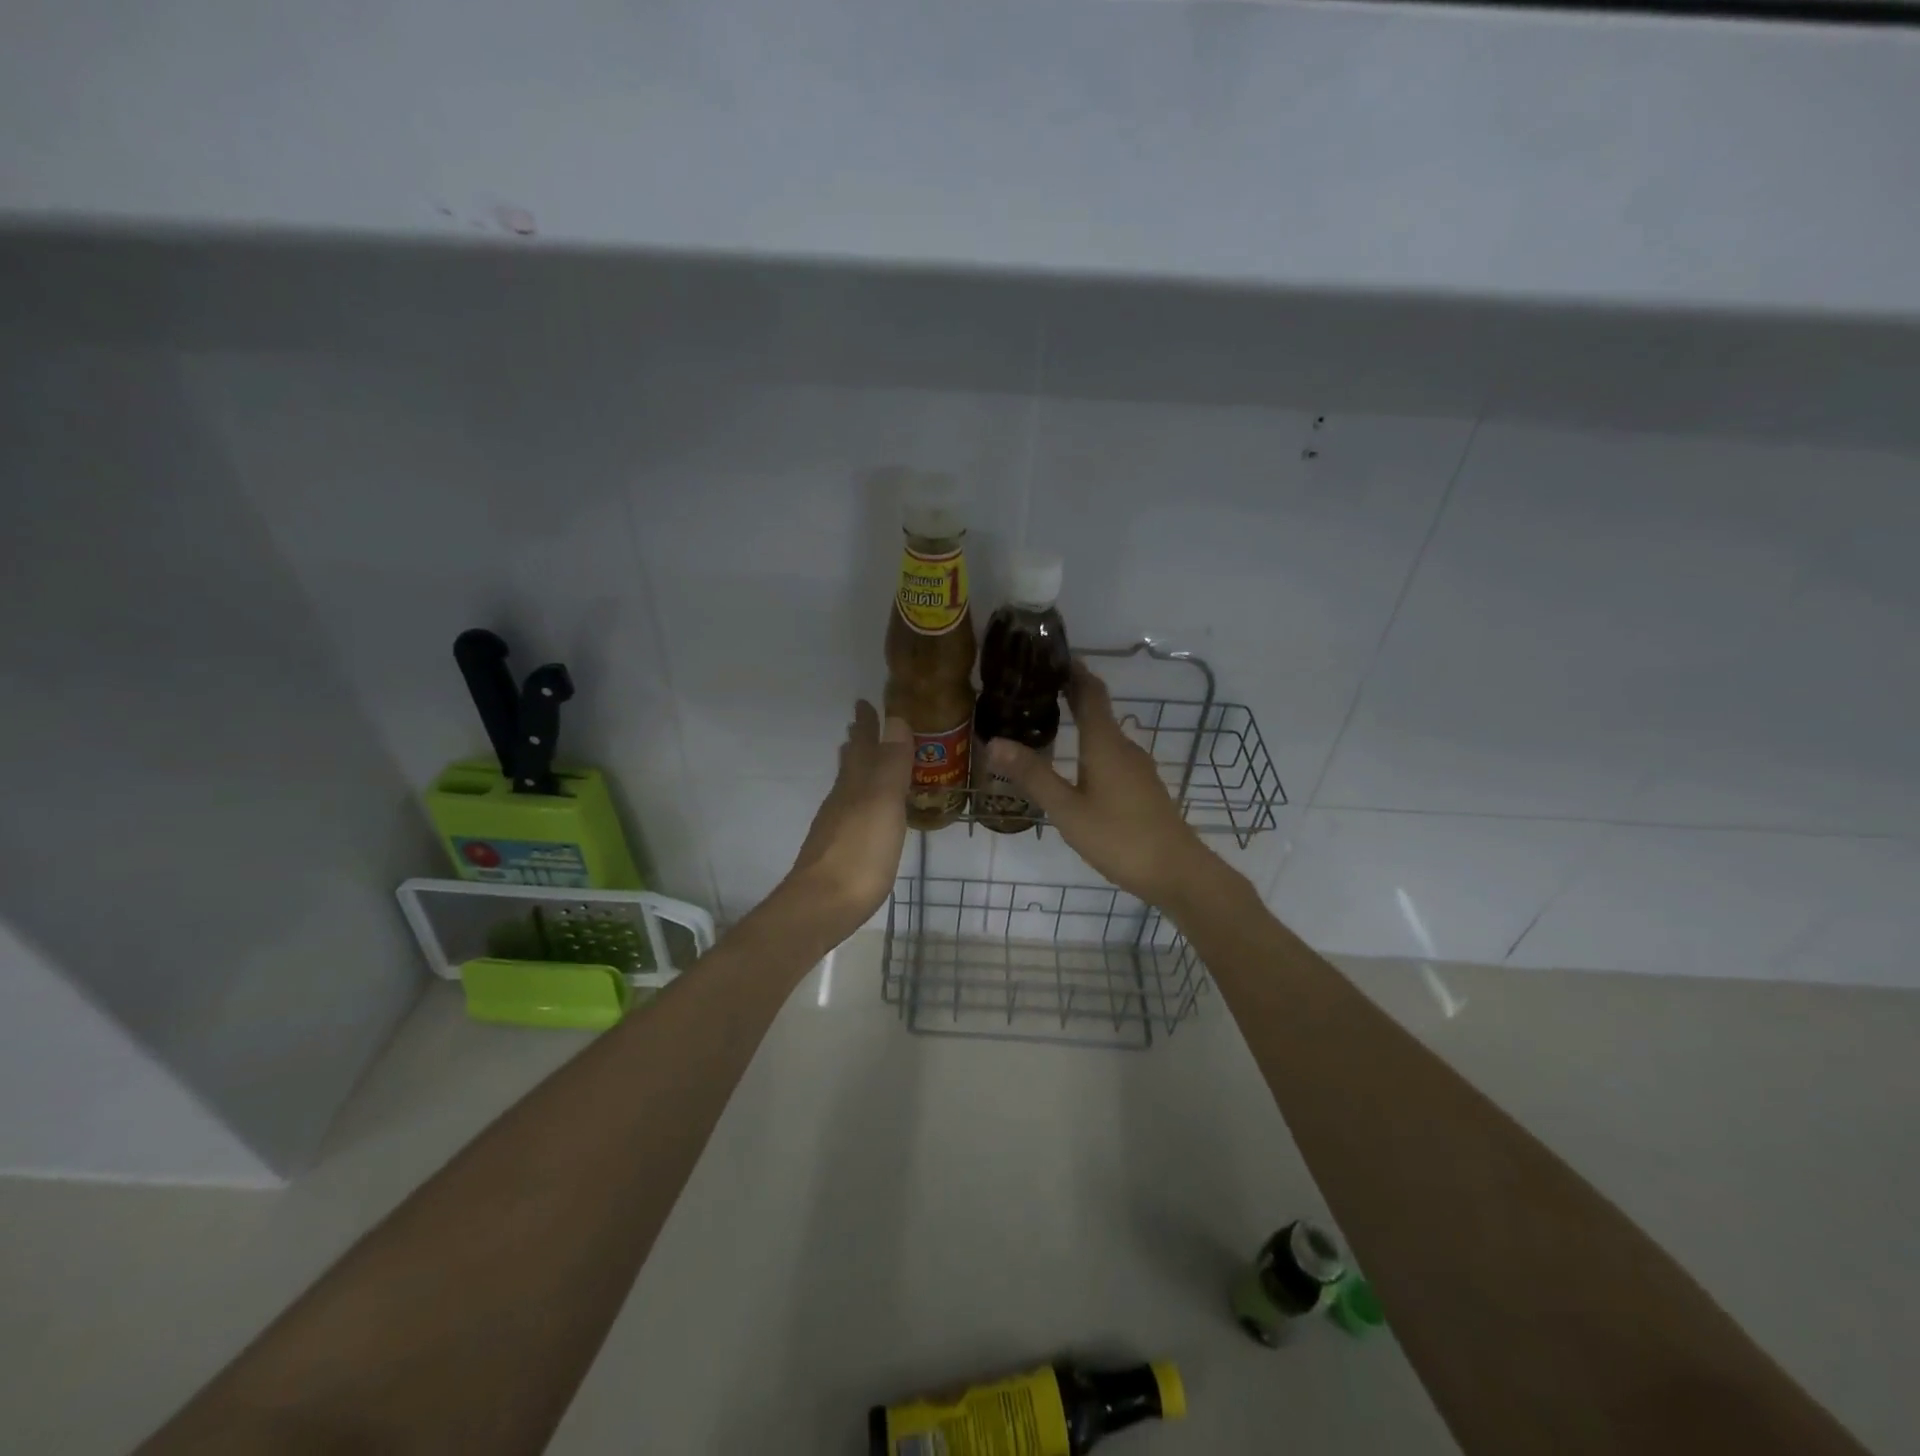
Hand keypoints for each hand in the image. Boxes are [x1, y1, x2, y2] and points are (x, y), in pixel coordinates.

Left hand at [779, 700, 912, 942]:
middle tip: (860, 724)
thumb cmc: (860, 853)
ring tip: (859, 758)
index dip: (867, 724)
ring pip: (845, 787)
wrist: (822, 905)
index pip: (862, 745)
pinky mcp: (836, 850)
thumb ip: (891, 764)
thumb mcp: (883, 804)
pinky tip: (861, 812)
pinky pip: (848, 811)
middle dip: (857, 743)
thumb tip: (895, 718)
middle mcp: (842, 800)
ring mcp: (835, 826)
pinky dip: (856, 799)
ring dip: (854, 769)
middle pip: (850, 764)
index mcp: (855, 785)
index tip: (865, 701)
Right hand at [983, 664, 1223, 908]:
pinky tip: (1077, 766)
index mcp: (1106, 745)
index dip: (1074, 672)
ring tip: (1050, 723)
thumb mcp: (1067, 810)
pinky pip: (1113, 755)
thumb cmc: (1119, 838)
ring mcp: (1138, 769)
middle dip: (1072, 694)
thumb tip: (995, 740)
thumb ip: (1033, 776)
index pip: (1091, 693)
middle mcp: (1124, 748)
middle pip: (1099, 711)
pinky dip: (1092, 747)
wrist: (1177, 873)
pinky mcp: (1143, 788)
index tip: (1052, 656)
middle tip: (1037, 689)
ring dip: (1082, 722)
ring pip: (1106, 735)